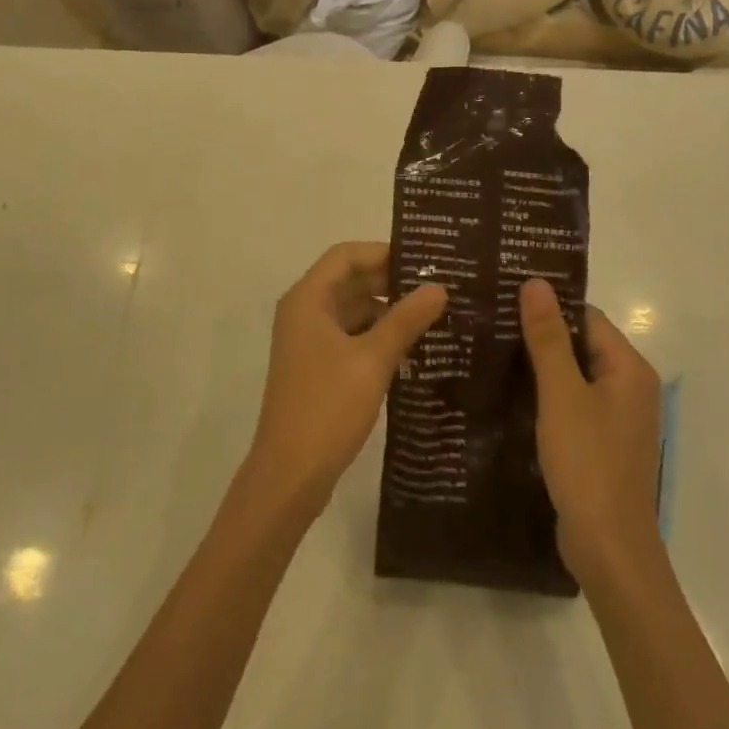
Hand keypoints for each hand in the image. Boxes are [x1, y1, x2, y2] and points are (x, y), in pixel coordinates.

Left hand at [244, 243, 446, 517]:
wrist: (289, 476)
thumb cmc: (327, 407)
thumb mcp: (372, 359)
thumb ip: (406, 319)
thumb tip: (439, 287)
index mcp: (308, 299)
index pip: (346, 255)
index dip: (383, 252)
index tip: (423, 259)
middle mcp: (304, 312)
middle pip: (349, 280)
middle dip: (390, 281)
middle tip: (437, 286)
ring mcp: (308, 341)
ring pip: (352, 310)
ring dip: (387, 310)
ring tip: (433, 315)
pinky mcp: (317, 367)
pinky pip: (350, 336)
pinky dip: (377, 335)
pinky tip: (411, 348)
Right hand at [520, 278, 663, 584]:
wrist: (609, 551)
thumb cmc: (588, 464)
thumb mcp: (561, 395)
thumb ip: (548, 338)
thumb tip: (536, 282)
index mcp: (629, 369)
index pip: (586, 317)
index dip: (549, 306)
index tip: (506, 297)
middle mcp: (630, 388)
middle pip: (582, 344)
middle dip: (540, 335)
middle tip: (492, 322)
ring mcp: (618, 419)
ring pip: (574, 376)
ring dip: (541, 366)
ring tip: (493, 351)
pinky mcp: (602, 444)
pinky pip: (573, 404)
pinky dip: (547, 396)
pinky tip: (511, 395)